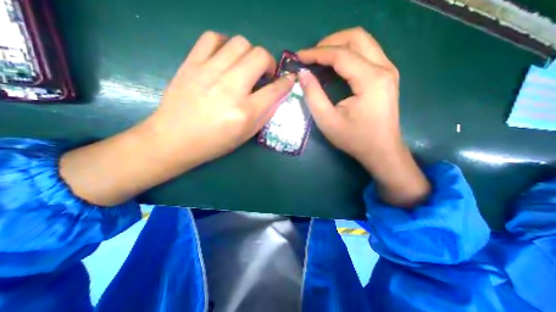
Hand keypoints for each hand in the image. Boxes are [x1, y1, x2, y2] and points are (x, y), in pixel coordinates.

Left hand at [146, 32, 294, 164]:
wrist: (175, 139)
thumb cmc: (214, 142)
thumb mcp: (246, 135)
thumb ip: (265, 114)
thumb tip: (278, 95)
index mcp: (245, 112)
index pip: (274, 90)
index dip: (286, 83)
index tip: (288, 80)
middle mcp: (230, 88)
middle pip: (259, 56)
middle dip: (269, 62)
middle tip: (264, 74)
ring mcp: (209, 72)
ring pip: (240, 43)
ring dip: (249, 53)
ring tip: (245, 66)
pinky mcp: (191, 64)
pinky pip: (212, 38)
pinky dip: (224, 44)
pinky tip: (225, 58)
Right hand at [295, 26, 428, 207]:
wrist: (381, 150)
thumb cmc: (354, 139)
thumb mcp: (327, 121)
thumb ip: (313, 95)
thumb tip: (303, 74)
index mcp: (370, 79)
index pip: (341, 55)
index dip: (317, 53)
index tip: (299, 57)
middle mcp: (384, 68)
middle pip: (356, 37)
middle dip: (329, 42)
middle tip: (311, 56)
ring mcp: (388, 70)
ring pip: (363, 42)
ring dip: (339, 45)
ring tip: (320, 58)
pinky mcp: (386, 76)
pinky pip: (366, 53)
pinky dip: (348, 54)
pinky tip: (335, 65)